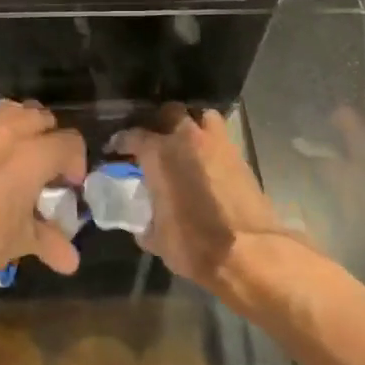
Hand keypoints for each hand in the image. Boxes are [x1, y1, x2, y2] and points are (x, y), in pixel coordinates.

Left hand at [0, 100, 85, 293]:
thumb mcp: (20, 241)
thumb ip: (49, 241)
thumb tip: (71, 260)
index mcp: (33, 154)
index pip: (70, 142)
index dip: (76, 163)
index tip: (68, 187)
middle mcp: (7, 133)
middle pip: (41, 117)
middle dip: (50, 138)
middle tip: (46, 170)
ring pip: (11, 113)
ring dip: (22, 129)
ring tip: (20, 161)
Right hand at [111, 106, 304, 297]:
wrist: (249, 253)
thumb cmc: (194, 244)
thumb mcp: (157, 239)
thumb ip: (146, 221)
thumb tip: (143, 222)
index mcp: (159, 154)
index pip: (132, 135)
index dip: (120, 141)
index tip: (115, 148)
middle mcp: (186, 138)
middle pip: (169, 112)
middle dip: (159, 122)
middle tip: (154, 139)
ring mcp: (217, 143)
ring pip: (201, 115)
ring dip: (191, 124)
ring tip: (185, 141)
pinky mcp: (240, 155)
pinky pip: (221, 136)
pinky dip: (211, 141)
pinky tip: (207, 158)